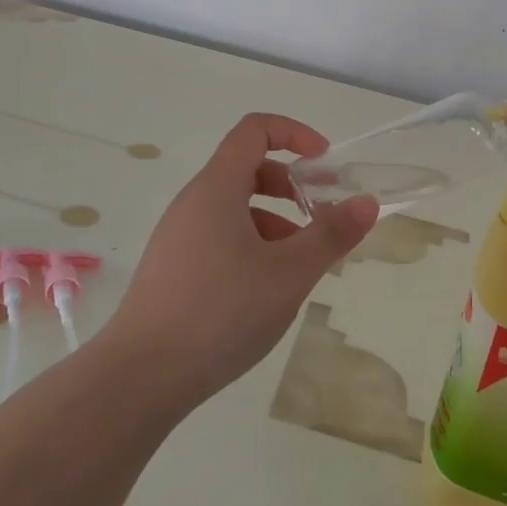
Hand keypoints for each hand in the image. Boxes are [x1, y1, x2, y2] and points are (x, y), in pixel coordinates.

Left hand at [100, 112, 378, 409]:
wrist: (141, 375)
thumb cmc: (221, 312)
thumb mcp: (289, 273)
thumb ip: (330, 235)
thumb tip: (366, 202)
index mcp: (218, 187)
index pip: (255, 130)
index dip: (294, 133)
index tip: (325, 163)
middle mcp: (194, 201)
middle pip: (247, 169)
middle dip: (291, 185)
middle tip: (322, 218)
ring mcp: (178, 235)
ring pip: (235, 209)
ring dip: (274, 222)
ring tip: (300, 266)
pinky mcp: (172, 267)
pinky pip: (219, 237)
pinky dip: (250, 246)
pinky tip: (265, 291)